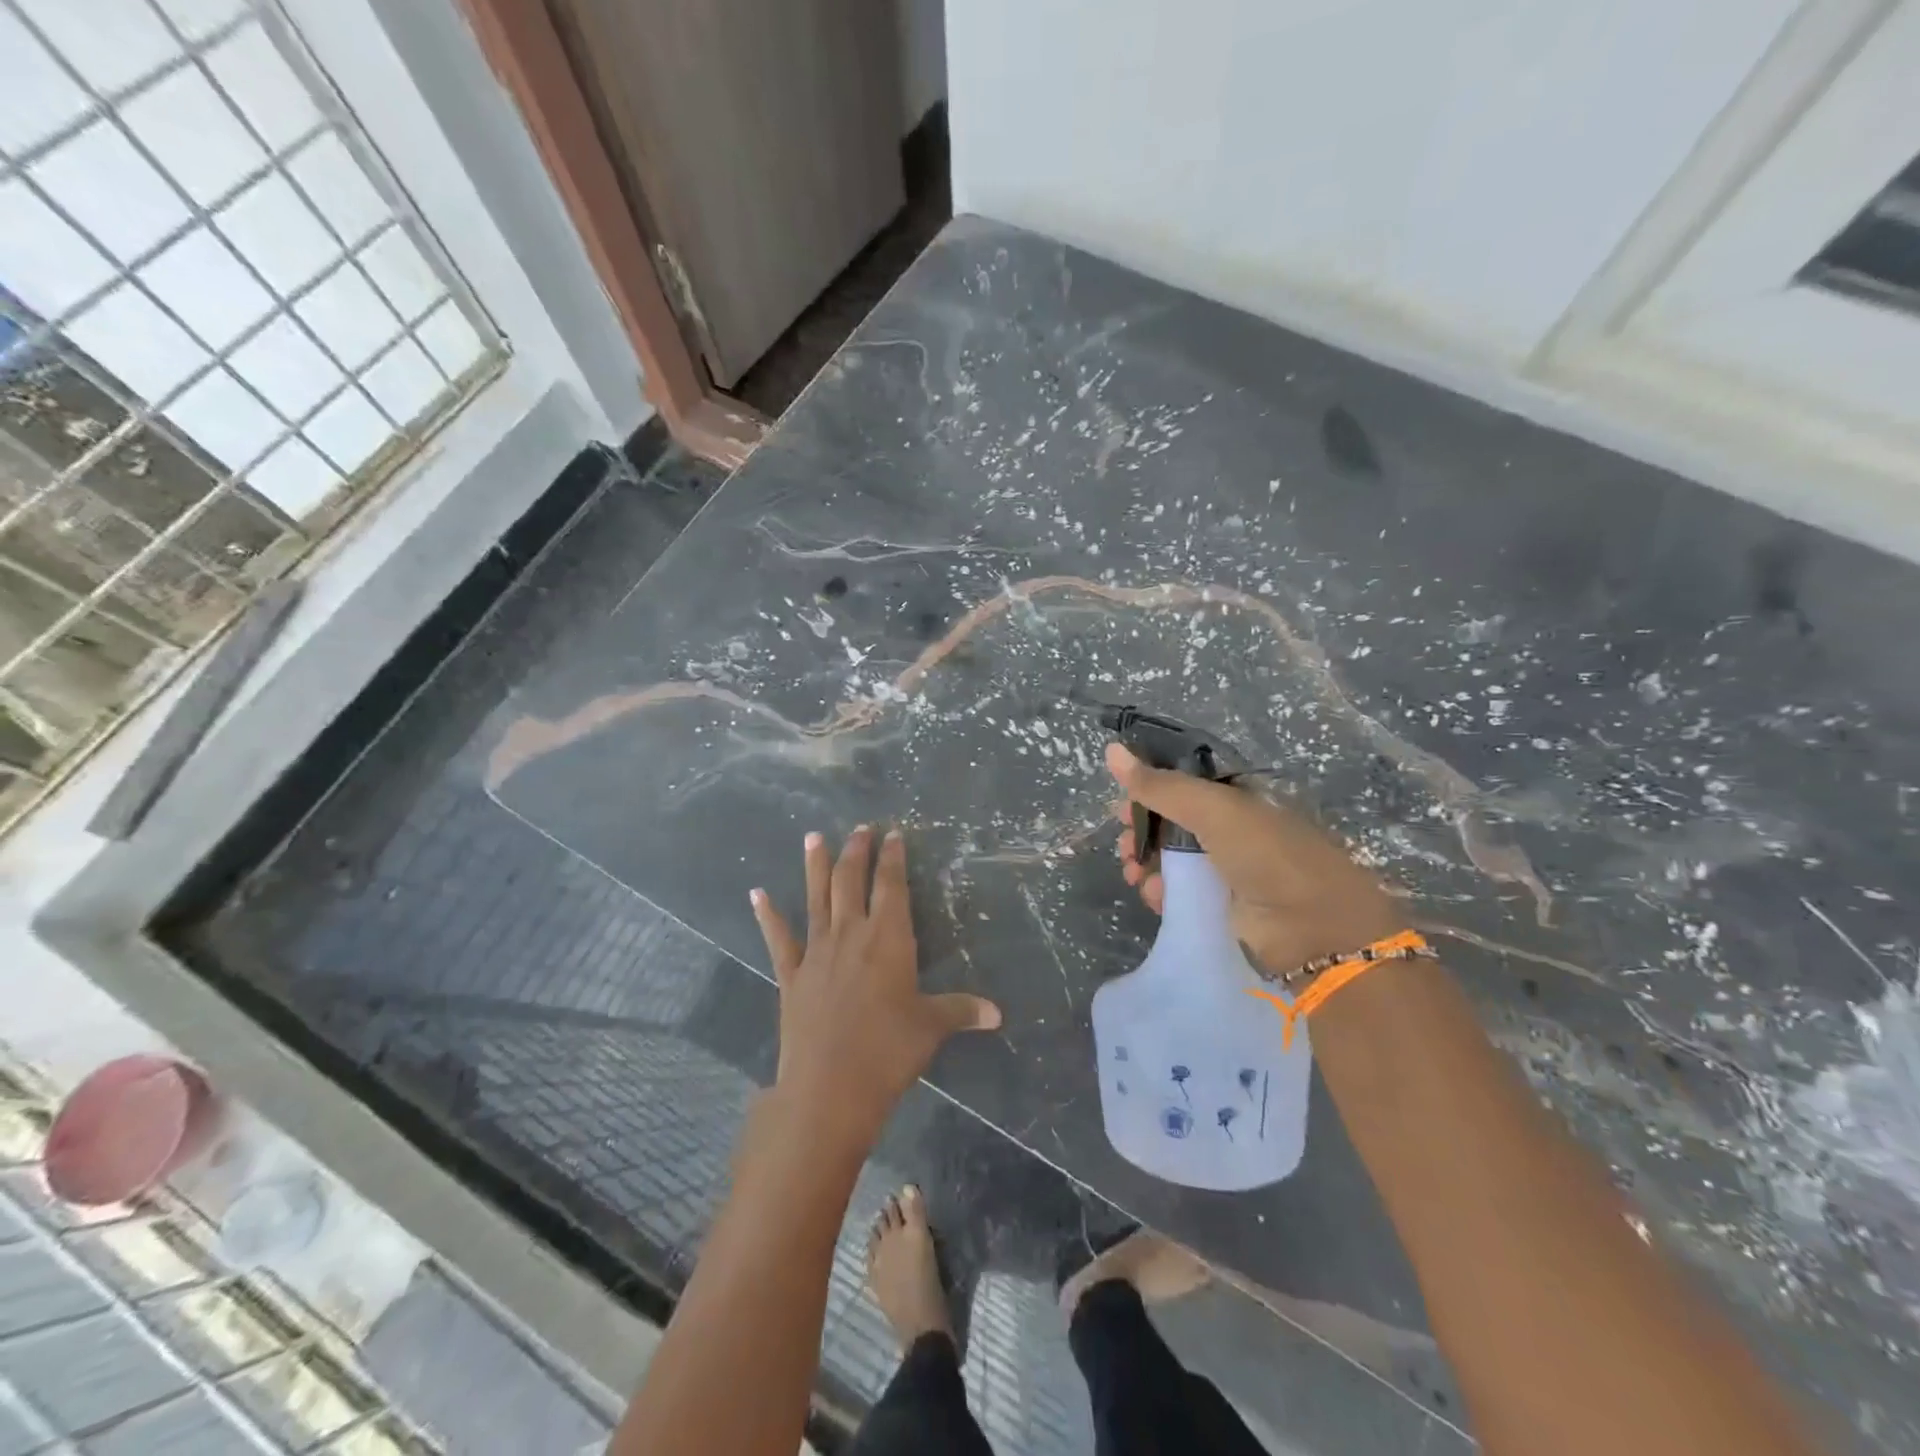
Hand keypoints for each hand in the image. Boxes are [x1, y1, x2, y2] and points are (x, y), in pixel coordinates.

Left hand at [751, 827, 1001, 1154]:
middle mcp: (851, 933)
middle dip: (857, 851)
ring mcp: (816, 951)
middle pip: (851, 880)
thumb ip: (961, 1010)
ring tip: (814, 835)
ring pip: (816, 897)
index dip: (893, 857)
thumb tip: (998, 1013)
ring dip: (815, 865)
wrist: (829, 1087)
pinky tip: (757, 894)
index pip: (892, 885)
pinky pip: (778, 938)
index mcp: (888, 937)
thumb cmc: (888, 1051)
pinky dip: (768, 915)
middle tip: (860, 828)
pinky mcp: (791, 974)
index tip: (894, 834)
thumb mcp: (931, 1027)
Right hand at [1108, 743, 1404, 977]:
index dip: (1150, 789)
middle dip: (1142, 830)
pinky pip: (1178, 893)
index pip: (1183, 785)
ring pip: (1170, 859)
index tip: (1123, 801)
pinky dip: (1160, 892)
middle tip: (1125, 843)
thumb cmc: (1266, 855)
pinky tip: (1152, 896)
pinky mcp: (1219, 908)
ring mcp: (1226, 870)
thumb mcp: (1212, 809)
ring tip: (1132, 871)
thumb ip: (1159, 784)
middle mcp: (1231, 830)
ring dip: (1144, 862)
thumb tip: (1110, 749)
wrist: (1313, 930)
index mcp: (1236, 798)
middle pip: (1171, 823)